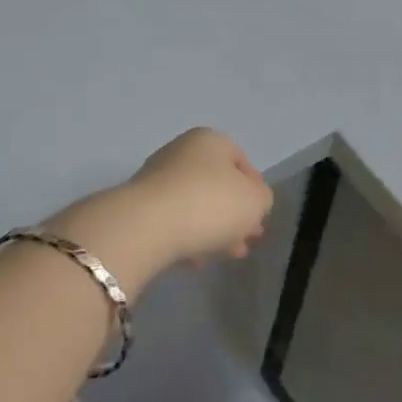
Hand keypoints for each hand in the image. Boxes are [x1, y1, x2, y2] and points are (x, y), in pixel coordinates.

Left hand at [128, 128, 273, 266]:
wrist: (148, 225)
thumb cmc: (210, 203)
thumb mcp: (256, 201)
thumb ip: (262, 198)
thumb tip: (252, 201)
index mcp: (210, 140)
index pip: (241, 161)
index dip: (255, 190)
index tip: (260, 218)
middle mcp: (181, 151)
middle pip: (217, 185)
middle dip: (234, 215)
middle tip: (245, 242)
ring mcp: (157, 178)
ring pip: (195, 204)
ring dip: (213, 229)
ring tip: (223, 256)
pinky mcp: (140, 205)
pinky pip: (173, 220)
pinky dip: (187, 238)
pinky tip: (195, 260)